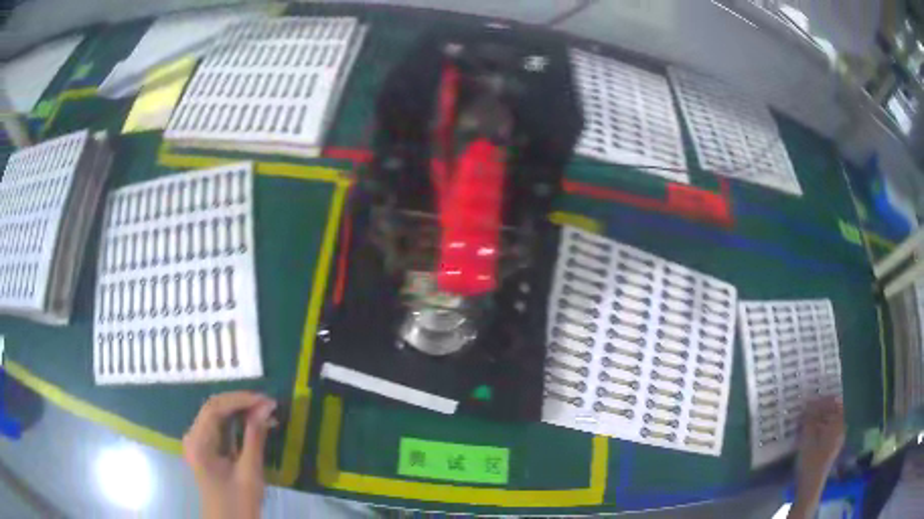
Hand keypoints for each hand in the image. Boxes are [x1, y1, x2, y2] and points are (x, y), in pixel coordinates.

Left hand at [183, 392, 276, 518]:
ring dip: (239, 411)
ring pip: (216, 415)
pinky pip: (218, 427)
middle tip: (268, 405)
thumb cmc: (239, 502)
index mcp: (198, 442)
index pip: (215, 407)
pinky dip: (236, 423)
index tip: (266, 401)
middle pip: (214, 408)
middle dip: (241, 403)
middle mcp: (192, 436)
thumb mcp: (250, 472)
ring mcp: (197, 442)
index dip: (240, 399)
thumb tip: (266, 407)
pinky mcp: (204, 448)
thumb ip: (255, 437)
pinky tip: (252, 424)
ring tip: (264, 412)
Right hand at [789, 396, 844, 518]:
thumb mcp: (807, 439)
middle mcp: (841, 429)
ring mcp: (836, 440)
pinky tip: (809, 432)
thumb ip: (809, 419)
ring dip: (819, 419)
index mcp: (839, 424)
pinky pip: (827, 431)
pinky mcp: (830, 449)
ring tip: (806, 420)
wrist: (809, 487)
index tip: (810, 400)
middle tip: (807, 408)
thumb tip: (808, 402)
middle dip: (821, 409)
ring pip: (830, 422)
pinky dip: (819, 428)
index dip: (823, 399)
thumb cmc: (810, 462)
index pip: (835, 402)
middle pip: (833, 412)